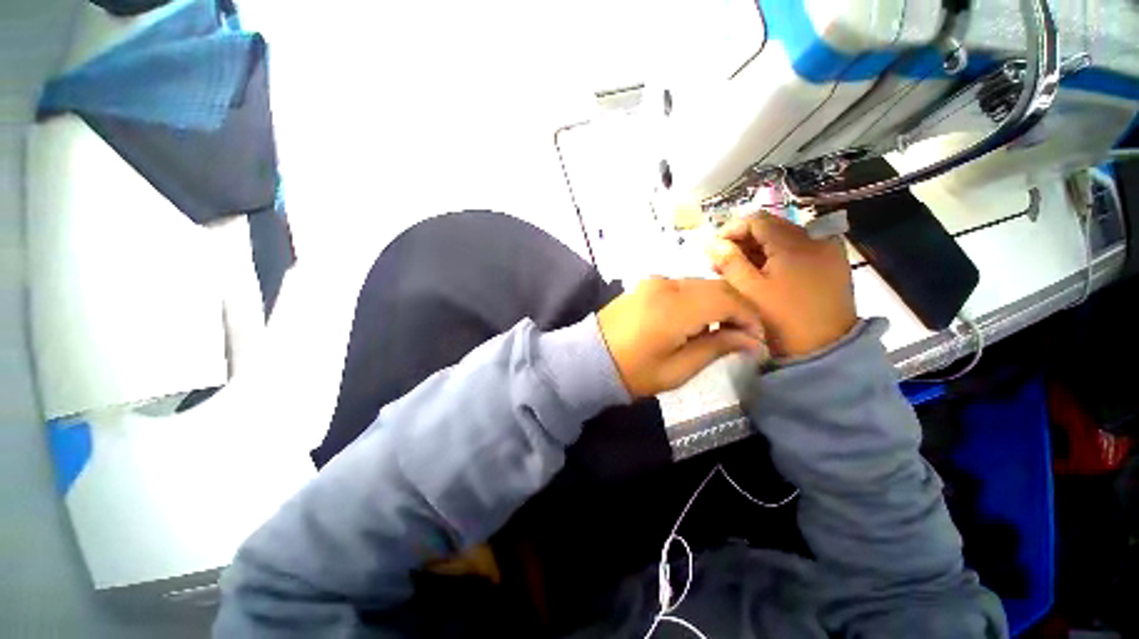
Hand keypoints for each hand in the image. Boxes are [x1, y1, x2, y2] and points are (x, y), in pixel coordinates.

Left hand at [597, 278, 764, 398]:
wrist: (589, 358)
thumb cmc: (633, 371)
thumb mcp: (677, 369)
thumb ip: (716, 348)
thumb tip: (750, 340)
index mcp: (676, 307)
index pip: (728, 300)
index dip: (749, 318)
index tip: (756, 340)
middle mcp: (667, 285)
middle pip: (716, 287)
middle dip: (737, 309)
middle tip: (742, 336)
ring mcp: (653, 282)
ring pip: (700, 284)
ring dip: (717, 302)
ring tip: (721, 330)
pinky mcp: (644, 285)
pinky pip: (681, 286)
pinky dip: (697, 299)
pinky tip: (695, 319)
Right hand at [707, 214, 855, 358]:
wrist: (826, 349)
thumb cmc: (781, 319)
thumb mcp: (748, 290)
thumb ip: (729, 262)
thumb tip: (714, 243)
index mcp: (794, 243)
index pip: (757, 219)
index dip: (731, 229)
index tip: (714, 249)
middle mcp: (815, 239)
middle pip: (771, 227)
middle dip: (743, 241)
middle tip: (723, 262)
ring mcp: (828, 251)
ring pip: (785, 239)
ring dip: (759, 250)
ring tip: (741, 270)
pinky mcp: (833, 265)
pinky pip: (800, 250)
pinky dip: (778, 257)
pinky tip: (766, 274)